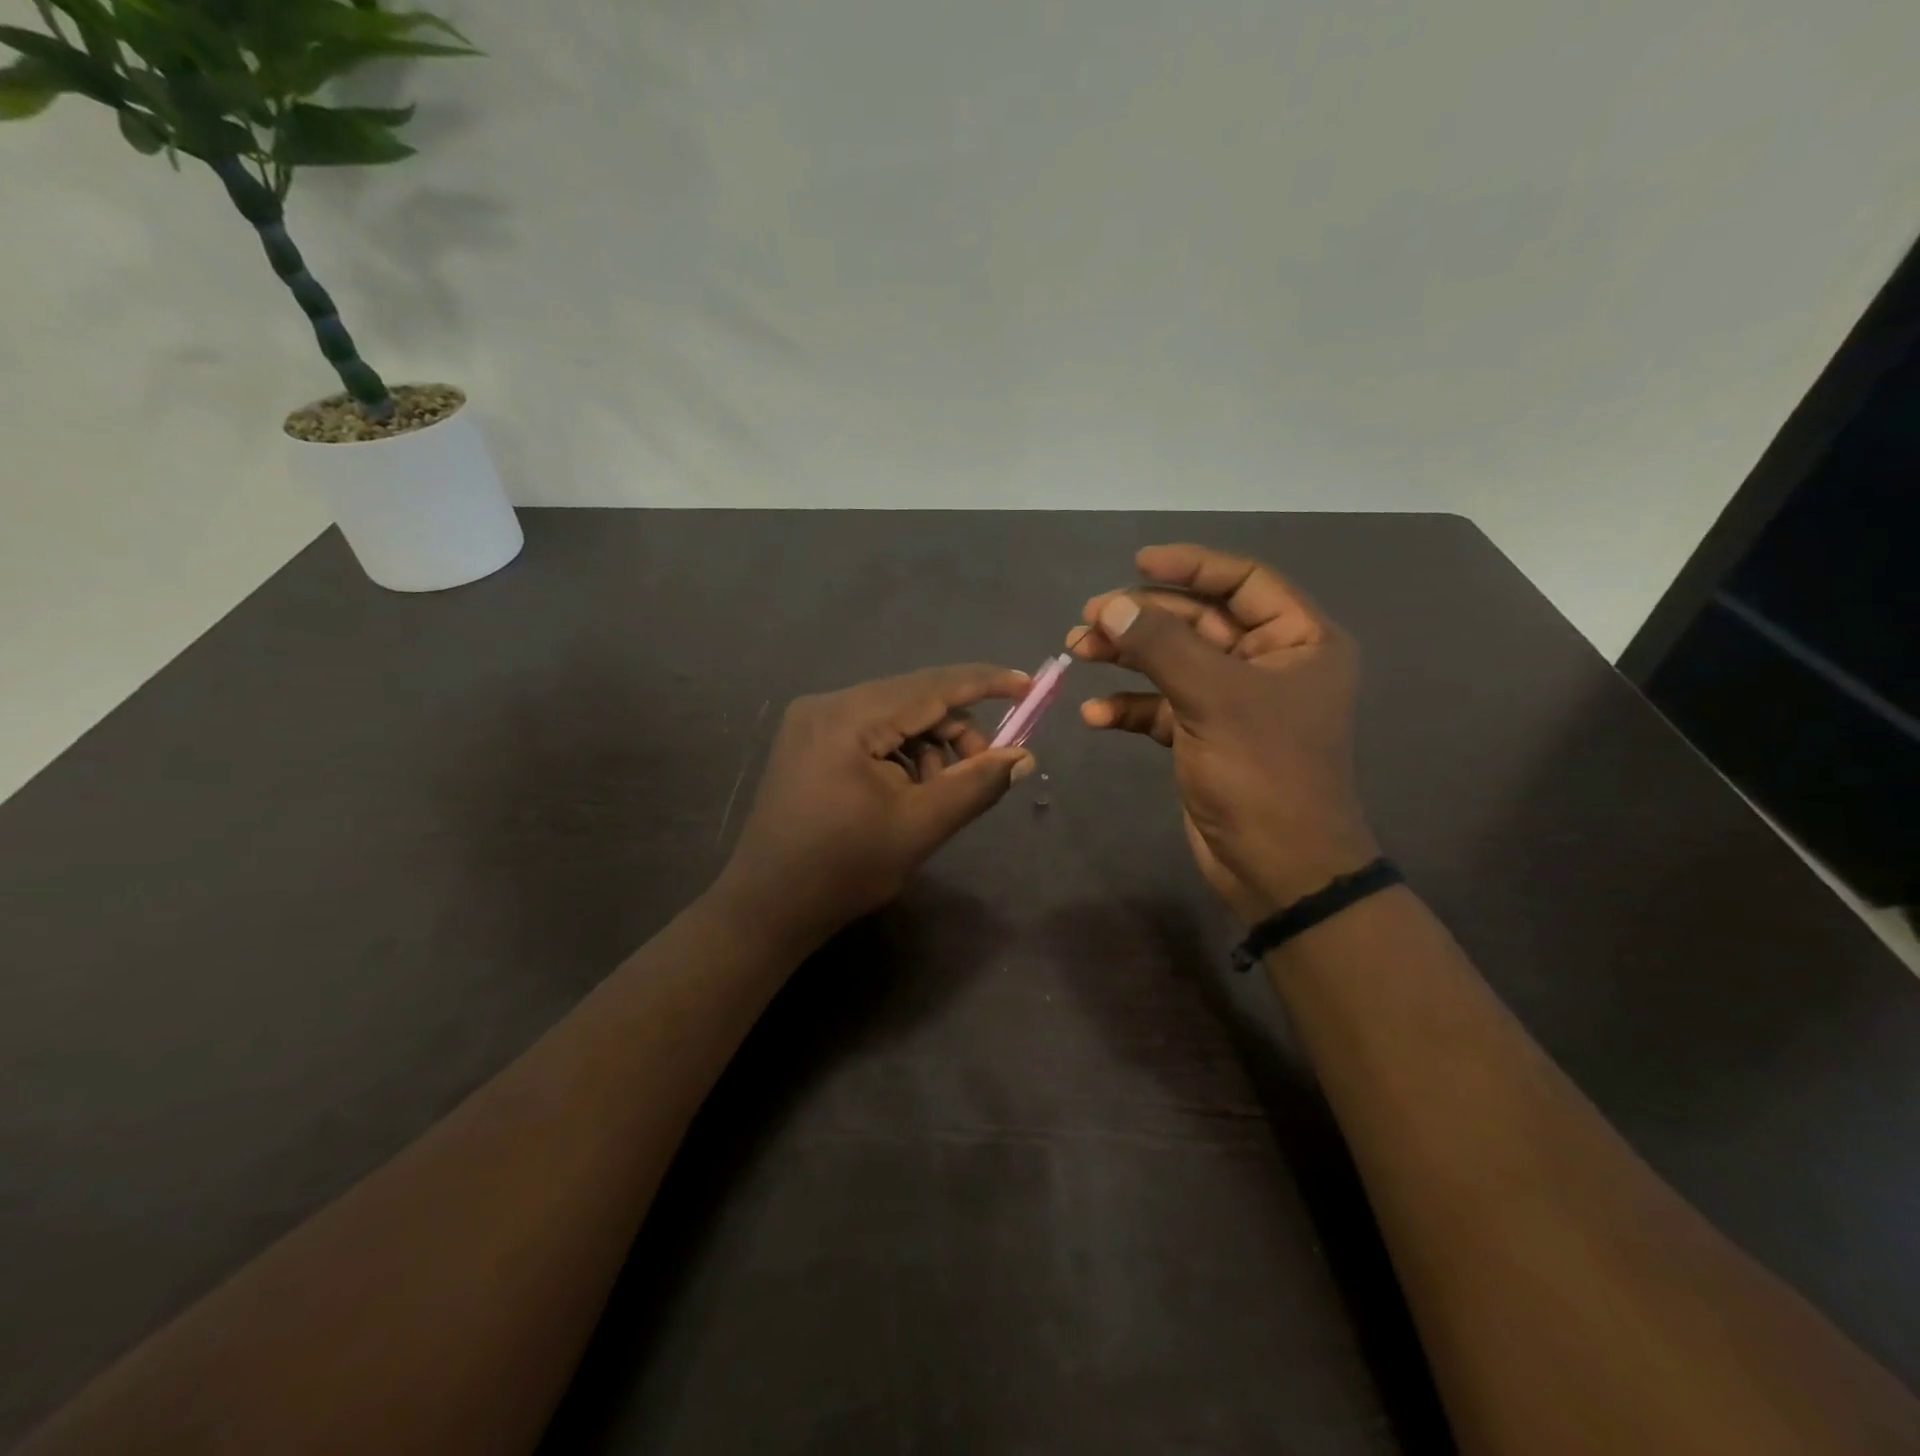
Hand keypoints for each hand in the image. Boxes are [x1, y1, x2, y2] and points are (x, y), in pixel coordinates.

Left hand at [715, 665, 1035, 946]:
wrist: (767, 907)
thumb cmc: (844, 869)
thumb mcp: (921, 827)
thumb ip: (976, 785)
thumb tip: (1023, 757)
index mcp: (848, 718)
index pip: (931, 686)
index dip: (985, 683)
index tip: (1028, 684)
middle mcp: (826, 705)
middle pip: (912, 699)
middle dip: (956, 731)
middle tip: (982, 771)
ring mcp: (812, 721)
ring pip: (894, 716)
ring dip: (929, 746)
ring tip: (937, 794)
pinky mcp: (809, 741)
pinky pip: (871, 731)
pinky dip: (901, 754)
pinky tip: (907, 791)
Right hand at [1071, 544, 1377, 921]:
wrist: (1276, 866)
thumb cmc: (1262, 772)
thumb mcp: (1213, 697)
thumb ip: (1160, 645)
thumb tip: (1109, 605)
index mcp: (1299, 640)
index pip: (1243, 581)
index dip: (1191, 566)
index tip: (1137, 563)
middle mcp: (1269, 663)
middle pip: (1198, 621)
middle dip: (1141, 619)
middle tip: (1086, 620)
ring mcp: (1234, 702)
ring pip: (1173, 663)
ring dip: (1126, 658)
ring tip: (1077, 652)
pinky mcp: (1205, 736)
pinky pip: (1162, 707)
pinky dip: (1129, 707)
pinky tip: (1094, 715)